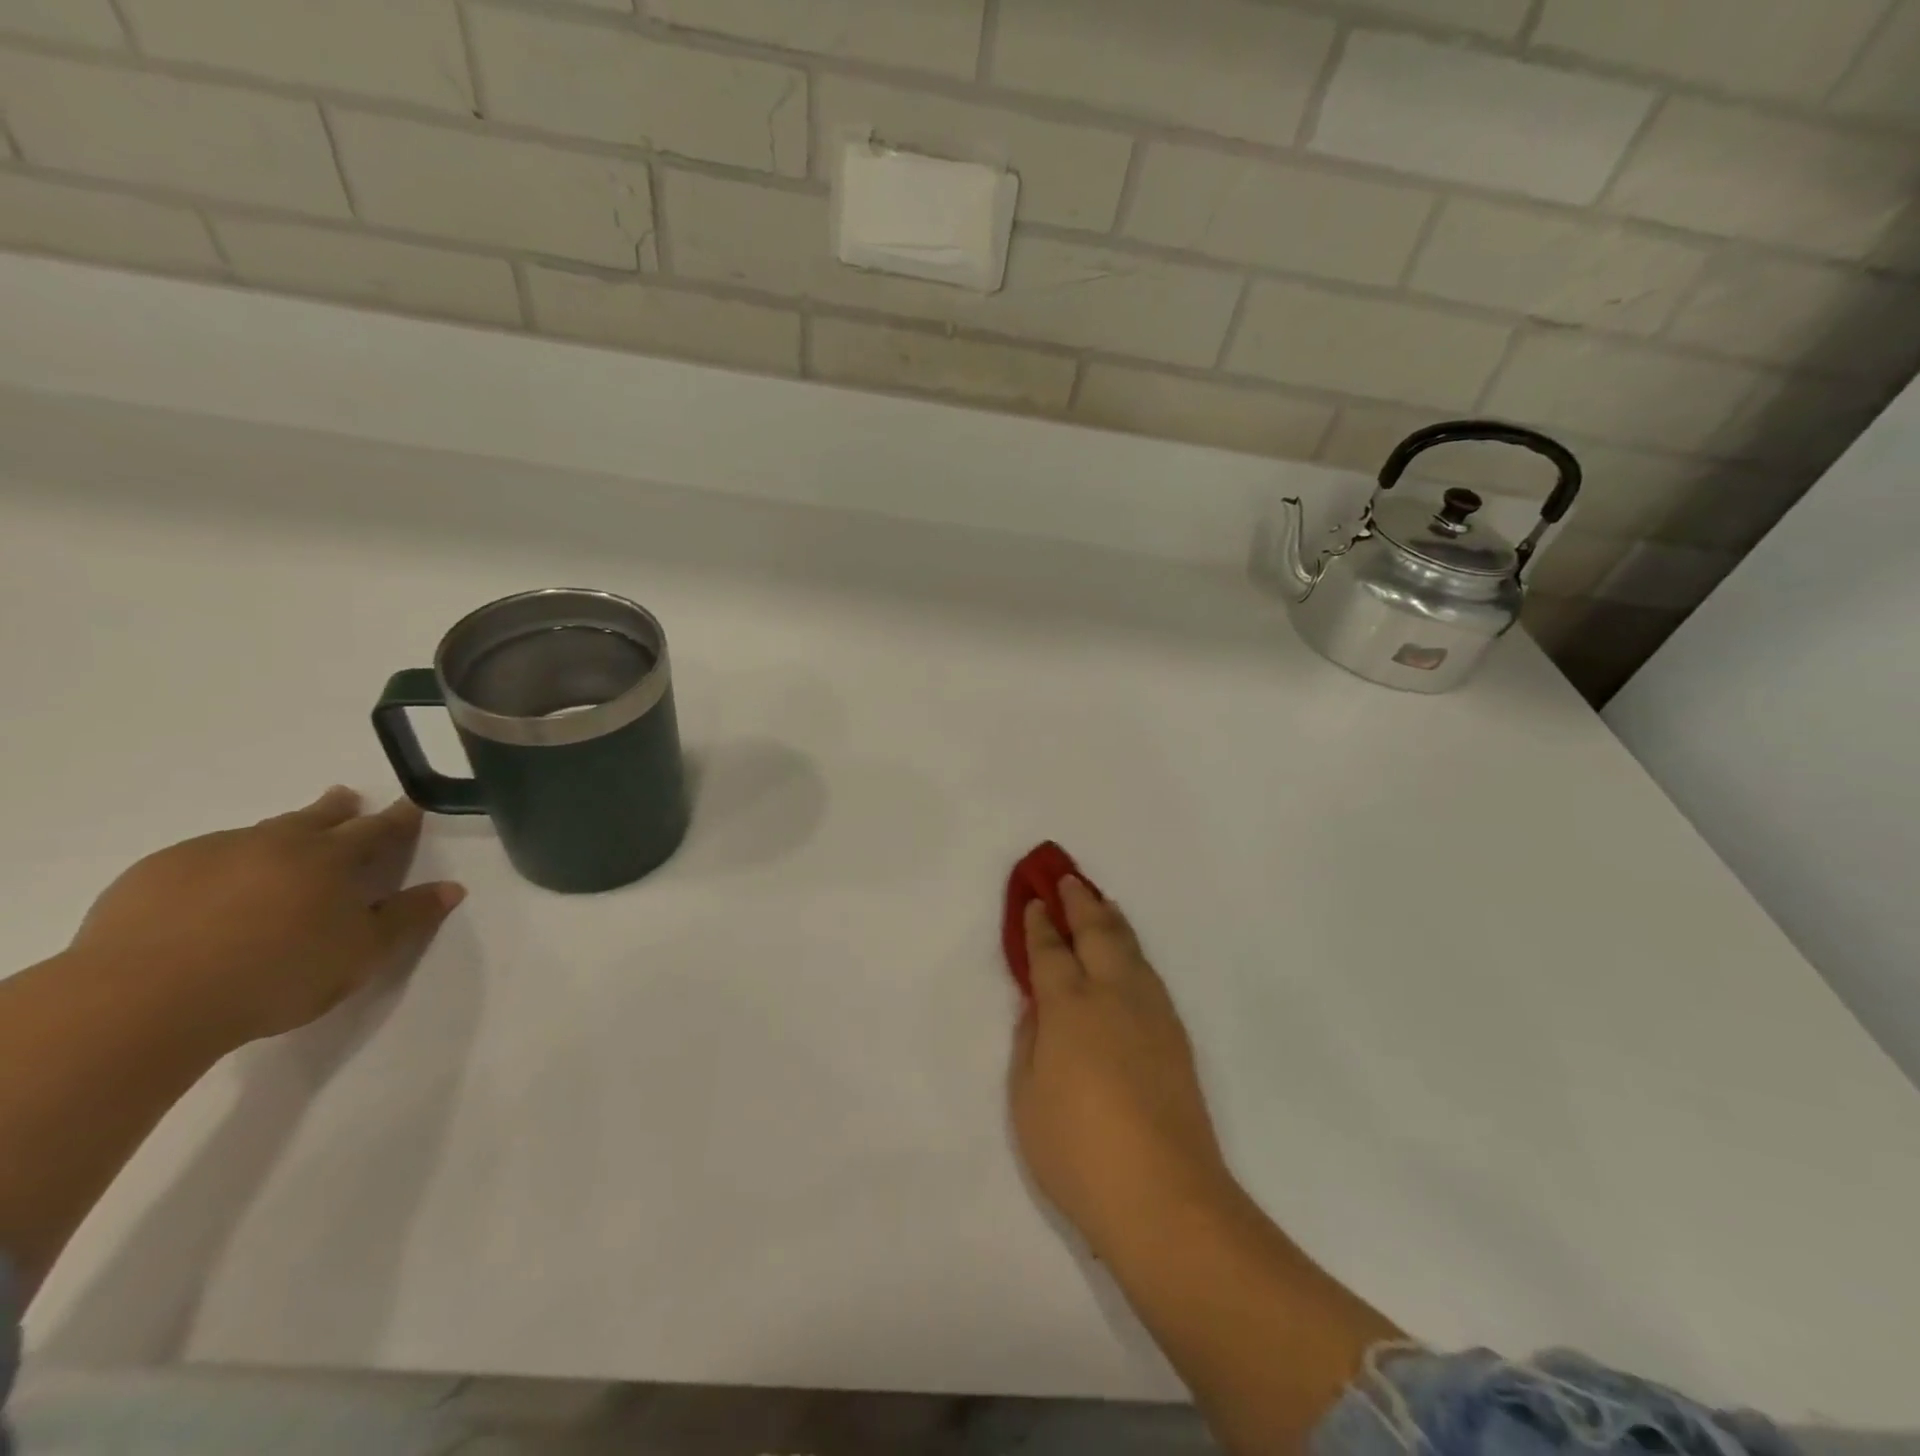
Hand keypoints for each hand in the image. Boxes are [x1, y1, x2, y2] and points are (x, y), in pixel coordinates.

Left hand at [68, 787, 464, 1049]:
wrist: (142, 1001)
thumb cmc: (276, 976)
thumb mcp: (362, 954)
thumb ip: (408, 918)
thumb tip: (453, 888)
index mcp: (331, 859)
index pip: (377, 829)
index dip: (398, 818)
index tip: (410, 805)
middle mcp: (276, 843)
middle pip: (315, 817)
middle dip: (337, 809)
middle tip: (346, 799)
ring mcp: (210, 853)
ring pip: (258, 834)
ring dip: (279, 834)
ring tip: (283, 846)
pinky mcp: (154, 874)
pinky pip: (203, 857)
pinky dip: (223, 862)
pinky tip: (215, 887)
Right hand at [1009, 876, 1235, 1259]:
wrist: (1165, 1198)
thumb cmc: (1078, 1151)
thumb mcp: (1026, 1099)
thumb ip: (1030, 1043)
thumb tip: (1039, 1010)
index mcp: (1070, 1006)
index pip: (1051, 951)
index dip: (1039, 924)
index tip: (1033, 902)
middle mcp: (1113, 995)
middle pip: (1097, 932)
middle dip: (1079, 902)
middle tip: (1066, 878)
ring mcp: (1151, 1012)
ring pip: (1130, 947)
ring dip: (1111, 919)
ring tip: (1100, 902)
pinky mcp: (1176, 1035)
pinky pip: (1149, 972)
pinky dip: (1133, 949)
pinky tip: (1129, 955)